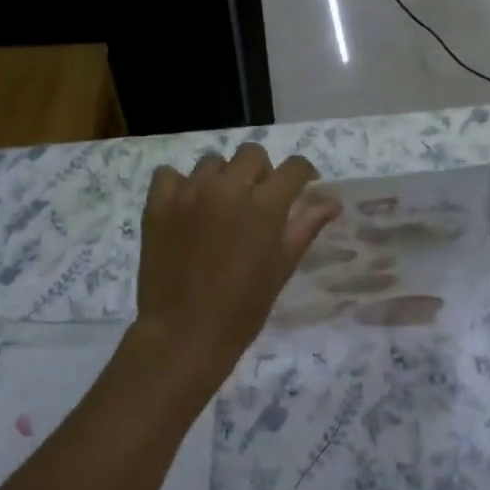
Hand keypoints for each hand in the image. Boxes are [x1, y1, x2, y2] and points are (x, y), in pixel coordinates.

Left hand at [135, 145, 339, 383]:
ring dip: (222, 178)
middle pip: (252, 154)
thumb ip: (306, 226)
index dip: (303, 174)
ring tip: (219, 207)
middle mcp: (227, 188)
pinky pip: (170, 175)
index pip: (294, 167)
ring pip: (211, 162)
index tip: (302, 186)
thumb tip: (332, 202)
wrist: (184, 334)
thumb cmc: (242, 308)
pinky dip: (181, 186)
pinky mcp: (158, 204)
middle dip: (261, 172)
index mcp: (264, 205)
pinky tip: (186, 208)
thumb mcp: (282, 267)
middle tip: (257, 201)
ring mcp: (189, 193)